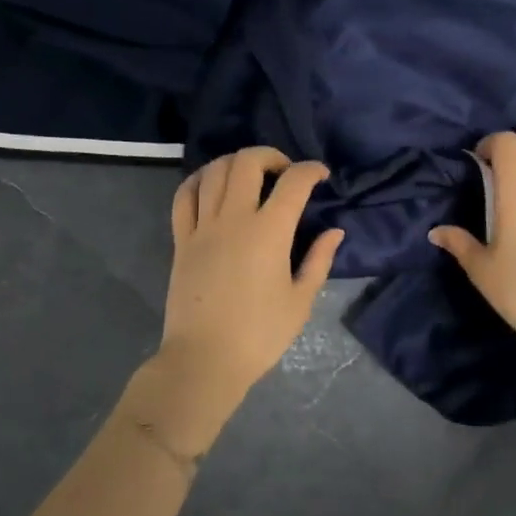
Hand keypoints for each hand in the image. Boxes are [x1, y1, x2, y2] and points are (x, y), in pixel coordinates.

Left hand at [149, 147, 343, 428]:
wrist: (205, 360)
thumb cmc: (259, 334)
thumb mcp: (301, 301)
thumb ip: (319, 260)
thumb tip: (334, 231)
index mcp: (269, 232)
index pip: (294, 182)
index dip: (311, 170)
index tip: (320, 176)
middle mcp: (234, 218)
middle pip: (248, 162)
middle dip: (271, 155)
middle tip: (284, 172)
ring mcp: (203, 226)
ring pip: (214, 171)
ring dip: (235, 162)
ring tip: (249, 175)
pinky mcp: (181, 239)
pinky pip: (184, 196)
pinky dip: (198, 180)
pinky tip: (210, 184)